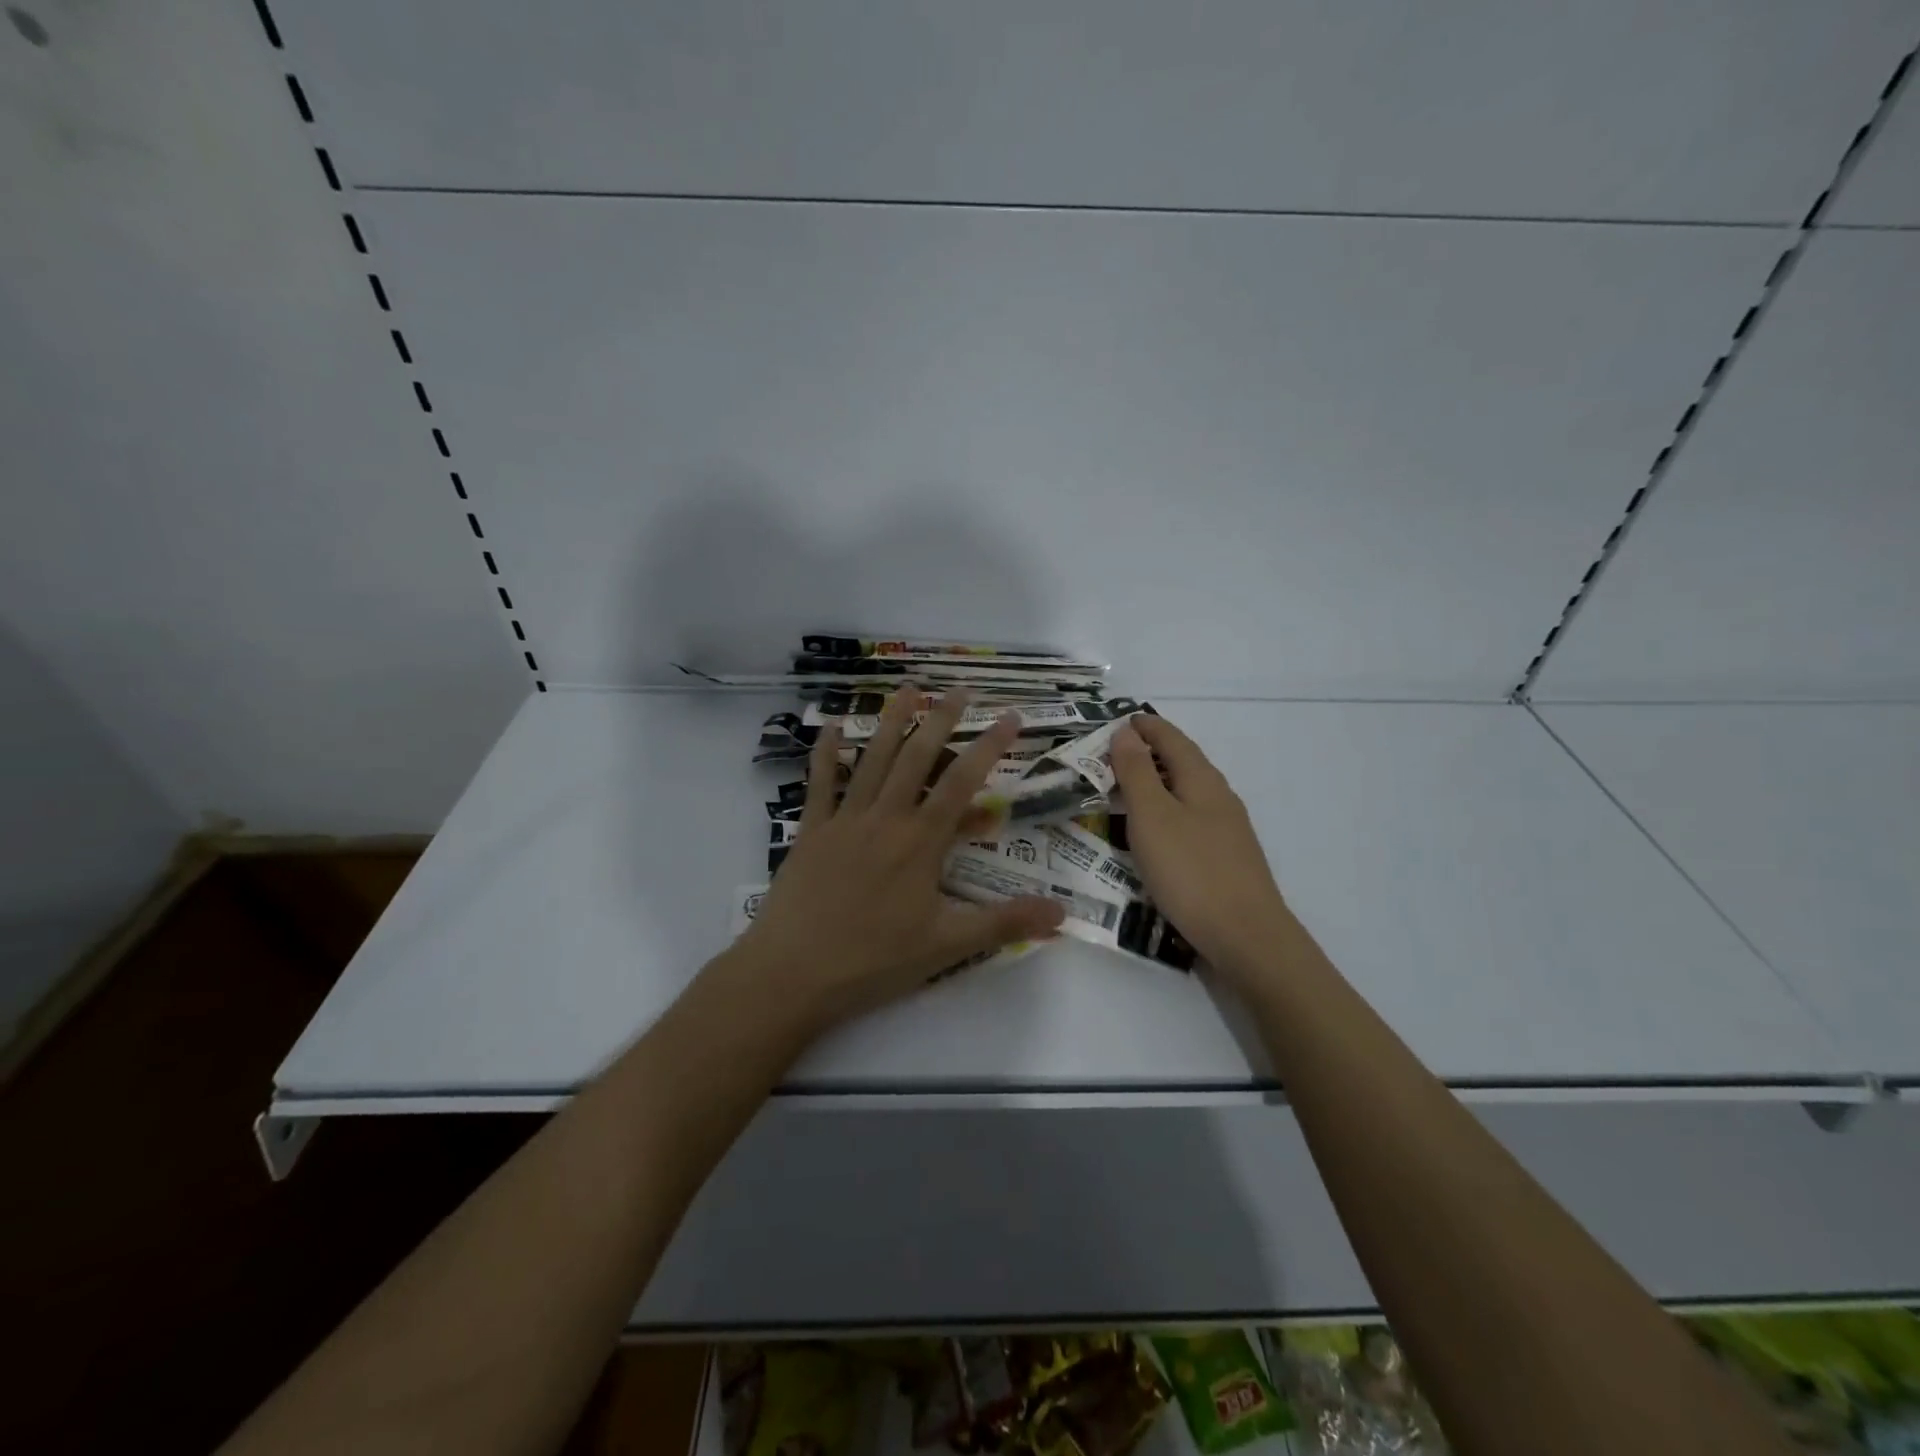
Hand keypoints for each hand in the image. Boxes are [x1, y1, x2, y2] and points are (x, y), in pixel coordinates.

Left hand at [735, 687, 1065, 1032]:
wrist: (792, 973)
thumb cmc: (873, 961)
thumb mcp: (946, 946)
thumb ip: (1003, 923)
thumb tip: (1062, 914)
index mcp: (920, 841)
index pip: (962, 782)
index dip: (989, 745)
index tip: (1009, 716)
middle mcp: (884, 818)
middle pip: (916, 757)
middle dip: (941, 720)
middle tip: (959, 690)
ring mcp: (844, 820)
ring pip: (871, 759)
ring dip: (890, 721)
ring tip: (907, 689)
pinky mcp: (811, 832)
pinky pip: (819, 784)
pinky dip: (824, 753)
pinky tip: (828, 727)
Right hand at [1109, 714, 1292, 977]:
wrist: (1246, 936)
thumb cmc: (1191, 870)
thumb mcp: (1152, 816)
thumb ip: (1137, 772)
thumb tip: (1126, 732)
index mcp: (1202, 779)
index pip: (1170, 738)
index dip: (1144, 726)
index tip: (1116, 720)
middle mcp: (1218, 796)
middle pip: (1181, 762)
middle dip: (1148, 752)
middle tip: (1109, 755)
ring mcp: (1226, 829)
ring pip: (1185, 792)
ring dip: (1155, 784)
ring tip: (1123, 790)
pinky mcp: (1224, 857)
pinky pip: (1188, 819)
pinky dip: (1164, 812)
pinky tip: (1151, 832)